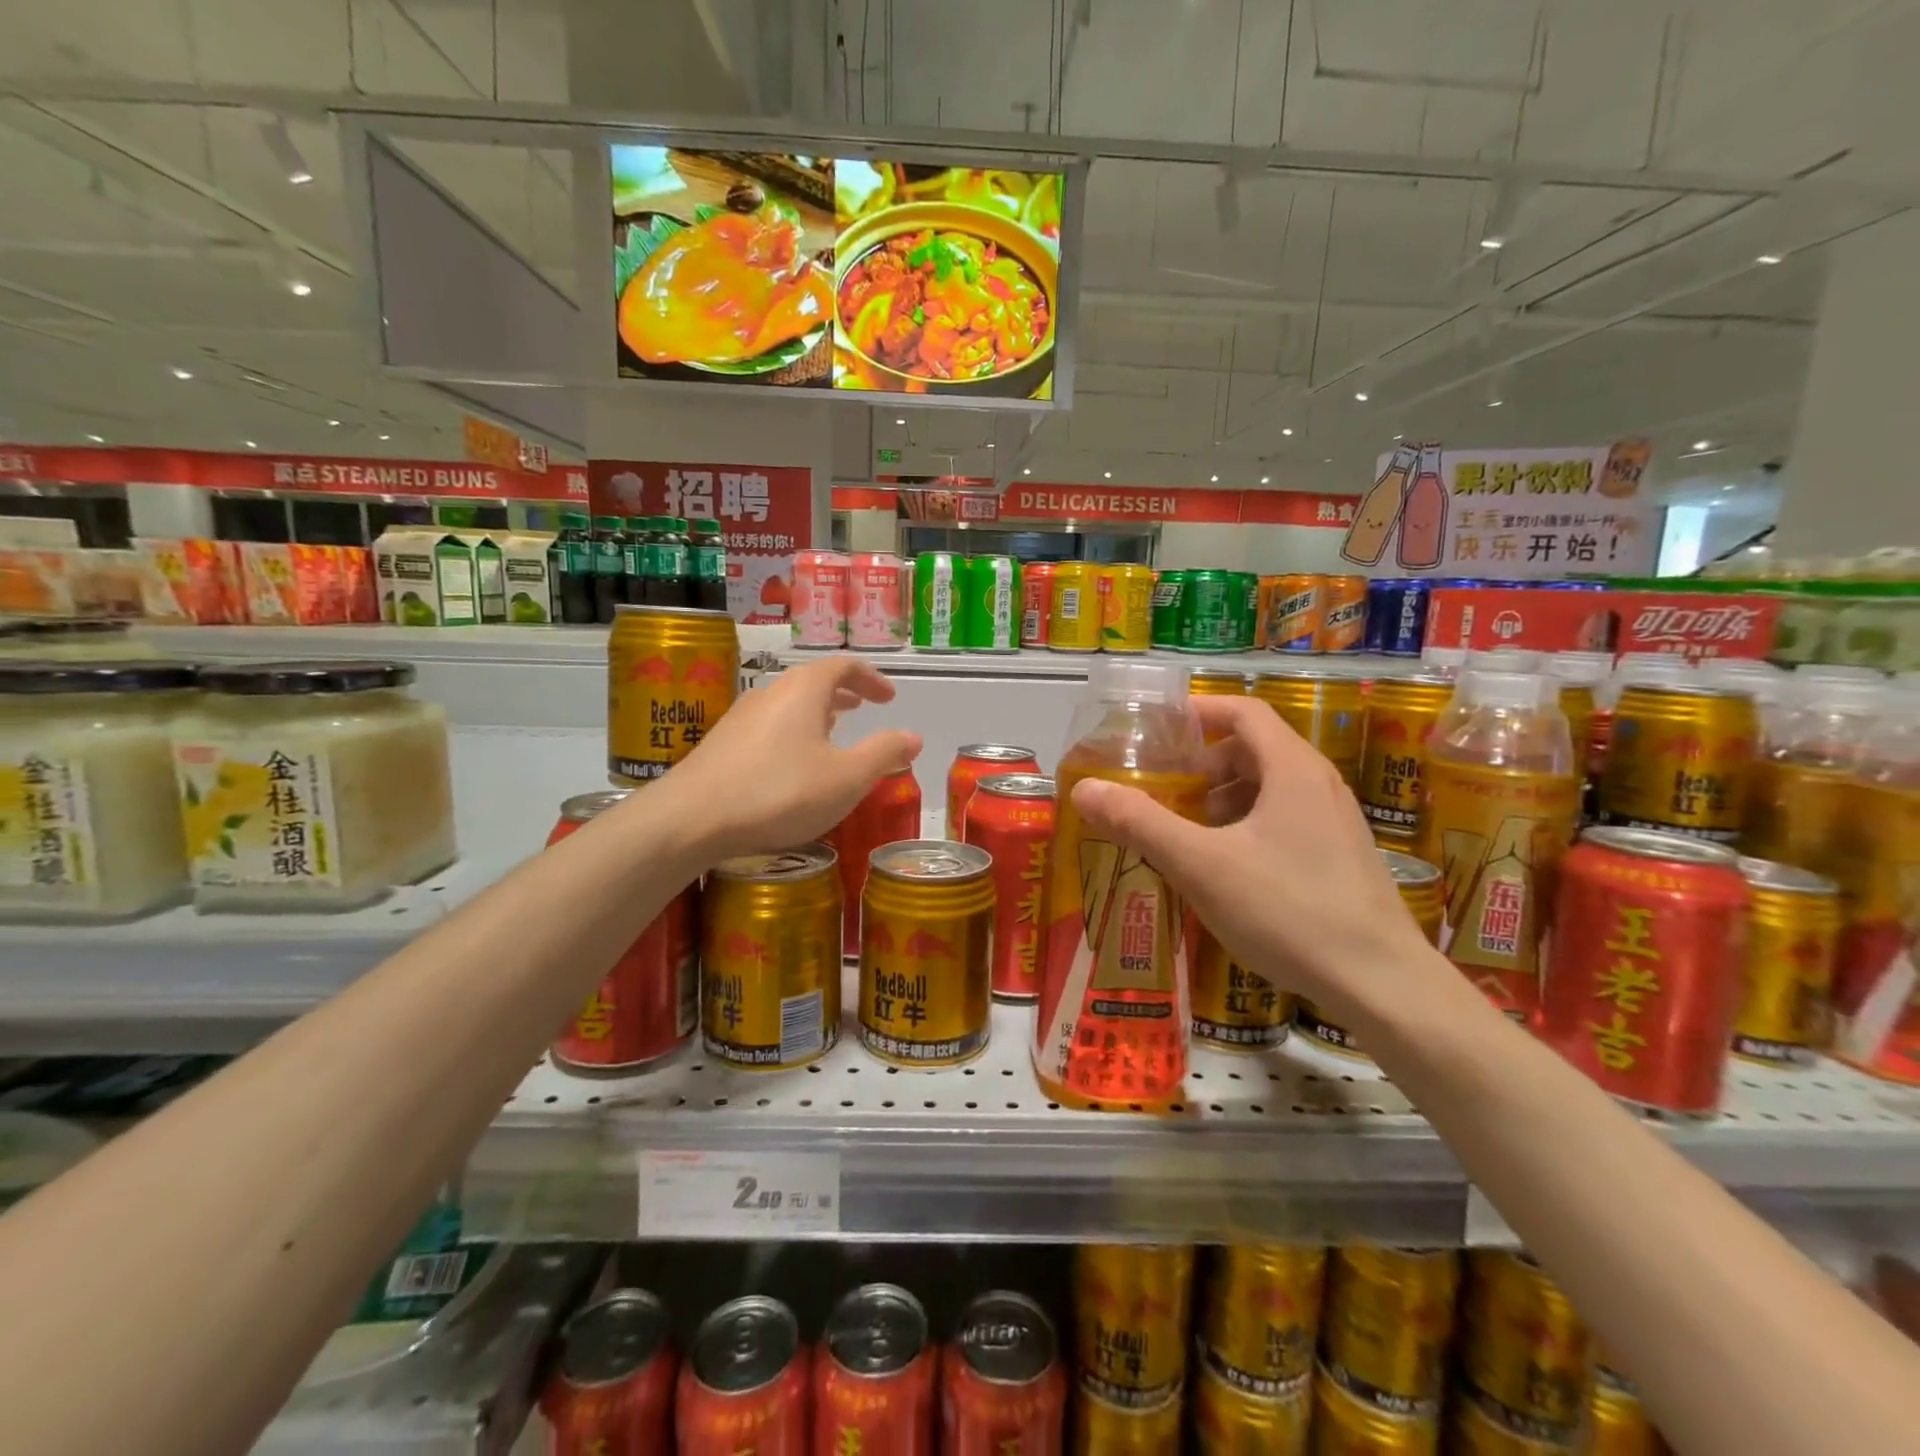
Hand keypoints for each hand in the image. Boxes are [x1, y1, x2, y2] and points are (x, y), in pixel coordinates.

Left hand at [665, 657, 921, 860]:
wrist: (691, 818)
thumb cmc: (780, 792)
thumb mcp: (847, 778)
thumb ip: (884, 754)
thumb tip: (914, 736)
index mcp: (804, 690)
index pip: (843, 667)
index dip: (871, 678)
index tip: (889, 696)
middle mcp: (771, 692)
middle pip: (813, 681)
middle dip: (843, 692)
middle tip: (864, 707)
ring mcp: (741, 717)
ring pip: (789, 703)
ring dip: (817, 712)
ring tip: (833, 729)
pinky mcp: (722, 743)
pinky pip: (770, 724)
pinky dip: (793, 730)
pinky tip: (793, 762)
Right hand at [1071, 694, 1436, 1022]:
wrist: (1381, 984)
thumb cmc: (1287, 909)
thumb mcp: (1200, 864)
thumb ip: (1140, 822)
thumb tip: (1084, 789)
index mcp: (1292, 768)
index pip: (1243, 712)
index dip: (1198, 712)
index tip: (1158, 730)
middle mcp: (1319, 784)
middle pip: (1253, 749)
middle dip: (1203, 764)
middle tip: (1164, 790)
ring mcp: (1335, 822)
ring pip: (1269, 788)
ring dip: (1223, 799)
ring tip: (1188, 833)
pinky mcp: (1340, 858)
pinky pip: (1285, 820)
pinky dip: (1246, 826)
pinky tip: (1226, 870)